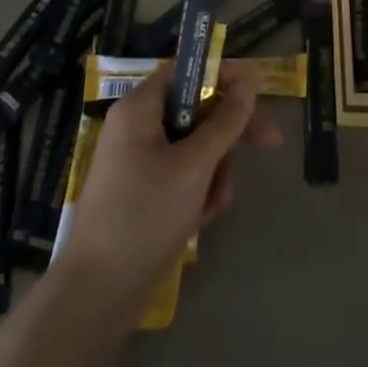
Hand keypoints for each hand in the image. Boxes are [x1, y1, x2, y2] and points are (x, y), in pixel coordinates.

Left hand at [56, 60, 281, 305]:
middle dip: (228, 133)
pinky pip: (182, 176)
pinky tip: (202, 220)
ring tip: (214, 203)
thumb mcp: (194, 165)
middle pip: (196, 110)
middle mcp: (137, 127)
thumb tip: (249, 81)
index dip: (222, 75)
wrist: (98, 296)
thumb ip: (225, 121)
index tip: (257, 91)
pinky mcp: (143, 194)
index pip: (186, 70)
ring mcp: (138, 162)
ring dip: (215, 170)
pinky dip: (199, 192)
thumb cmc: (145, 215)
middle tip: (269, 143)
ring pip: (194, 147)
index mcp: (139, 108)